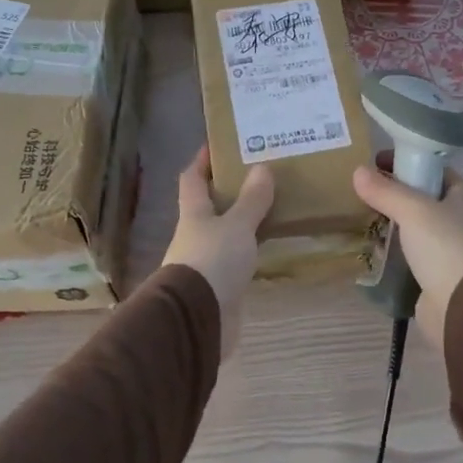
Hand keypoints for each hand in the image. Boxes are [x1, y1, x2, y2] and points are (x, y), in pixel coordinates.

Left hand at [162, 146, 274, 358]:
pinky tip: (267, 244)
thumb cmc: (213, 261)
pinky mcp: (219, 285)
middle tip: (258, 173)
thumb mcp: (237, 226)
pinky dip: (249, 248)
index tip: (217, 144)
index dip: (202, 161)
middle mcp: (195, 234)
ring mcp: (205, 261)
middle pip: (208, 206)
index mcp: (193, 213)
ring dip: (241, 220)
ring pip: (224, 232)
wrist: (198, 318)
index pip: (192, 179)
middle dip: (228, 190)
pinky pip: (236, 258)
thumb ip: (251, 200)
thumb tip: (262, 167)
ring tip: (270, 205)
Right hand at [352, 161, 462, 346]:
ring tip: (360, 218)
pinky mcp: (436, 274)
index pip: (434, 170)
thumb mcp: (413, 210)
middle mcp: (460, 220)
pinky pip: (409, 255)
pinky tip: (370, 248)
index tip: (376, 163)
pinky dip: (392, 251)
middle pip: (422, 199)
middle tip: (362, 192)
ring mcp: (449, 249)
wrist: (462, 306)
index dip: (407, 162)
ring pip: (414, 229)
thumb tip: (358, 171)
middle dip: (394, 195)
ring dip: (391, 224)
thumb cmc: (445, 247)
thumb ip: (386, 191)